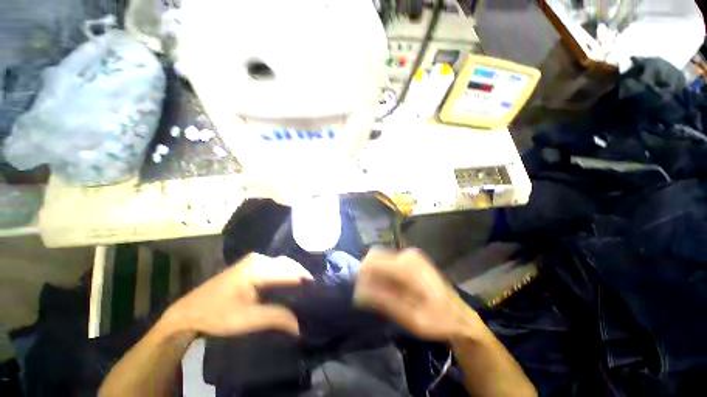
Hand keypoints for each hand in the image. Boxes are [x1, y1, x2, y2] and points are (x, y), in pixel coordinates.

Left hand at [163, 253, 312, 336]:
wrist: (188, 313)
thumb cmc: (216, 314)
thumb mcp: (247, 319)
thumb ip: (277, 317)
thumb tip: (300, 325)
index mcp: (257, 266)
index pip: (289, 271)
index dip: (304, 282)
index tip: (316, 294)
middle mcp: (259, 258)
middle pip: (288, 265)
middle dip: (302, 278)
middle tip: (312, 294)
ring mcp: (255, 260)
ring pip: (283, 266)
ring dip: (294, 277)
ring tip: (305, 292)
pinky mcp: (252, 266)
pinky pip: (276, 268)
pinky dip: (285, 277)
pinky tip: (290, 288)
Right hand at [354, 248, 483, 340]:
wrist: (459, 315)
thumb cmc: (437, 320)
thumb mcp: (410, 318)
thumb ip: (384, 301)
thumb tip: (358, 292)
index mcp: (408, 268)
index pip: (374, 261)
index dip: (361, 273)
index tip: (356, 289)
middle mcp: (408, 255)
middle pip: (376, 255)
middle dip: (367, 272)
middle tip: (366, 293)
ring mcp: (410, 255)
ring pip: (381, 257)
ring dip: (375, 272)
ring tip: (378, 292)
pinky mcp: (411, 258)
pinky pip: (389, 260)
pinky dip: (383, 271)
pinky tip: (388, 286)